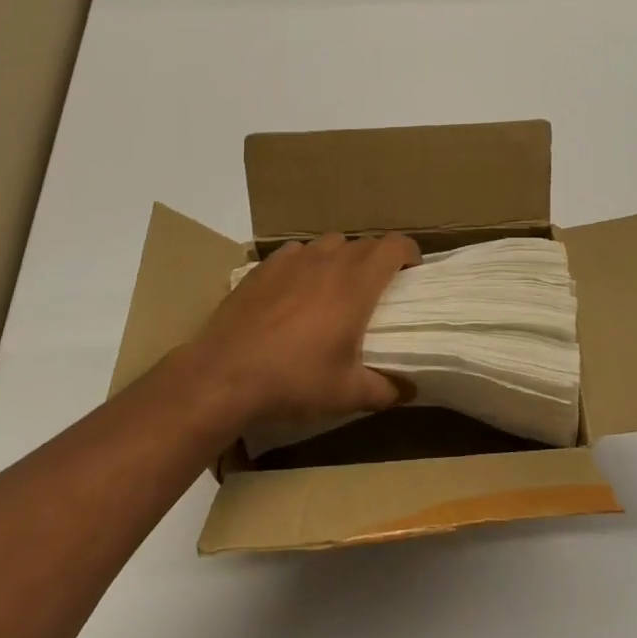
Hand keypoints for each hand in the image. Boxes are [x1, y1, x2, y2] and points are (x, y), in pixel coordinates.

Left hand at [186, 232, 419, 429]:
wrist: (224, 375)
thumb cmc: (294, 380)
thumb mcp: (346, 394)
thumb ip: (385, 389)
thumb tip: (409, 390)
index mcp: (356, 283)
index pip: (395, 246)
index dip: (410, 254)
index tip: (412, 274)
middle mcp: (328, 261)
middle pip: (364, 243)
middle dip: (378, 260)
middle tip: (377, 290)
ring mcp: (292, 259)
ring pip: (329, 244)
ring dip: (341, 259)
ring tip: (336, 288)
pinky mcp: (263, 267)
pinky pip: (295, 253)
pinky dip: (305, 264)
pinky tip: (295, 291)